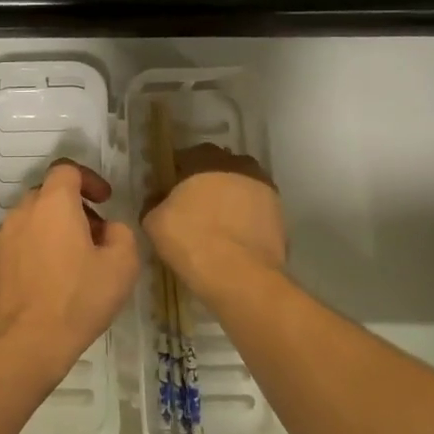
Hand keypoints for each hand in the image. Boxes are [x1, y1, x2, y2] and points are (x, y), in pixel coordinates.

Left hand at [0, 161, 138, 383]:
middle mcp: (23, 211)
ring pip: (33, 218)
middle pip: (49, 193)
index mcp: (53, 203)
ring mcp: (3, 236)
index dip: (89, 179)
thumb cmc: (78, 299)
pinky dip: (37, 247)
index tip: (105, 201)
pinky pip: (20, 241)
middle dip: (74, 206)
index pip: (67, 169)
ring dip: (54, 227)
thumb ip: (121, 234)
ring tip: (75, 260)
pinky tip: (52, 279)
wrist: (26, 343)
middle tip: (95, 235)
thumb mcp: (122, 265)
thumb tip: (107, 230)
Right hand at [143, 144, 286, 300]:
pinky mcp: (280, 213)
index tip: (168, 191)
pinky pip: (255, 209)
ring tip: (217, 224)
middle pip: (217, 168)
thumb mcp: (154, 222)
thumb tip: (157, 198)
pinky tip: (234, 238)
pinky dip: (245, 218)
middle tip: (193, 206)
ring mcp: (263, 188)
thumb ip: (153, 202)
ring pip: (240, 187)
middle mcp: (237, 165)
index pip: (186, 157)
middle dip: (205, 182)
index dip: (175, 174)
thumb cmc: (191, 241)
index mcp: (204, 160)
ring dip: (229, 198)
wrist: (240, 276)